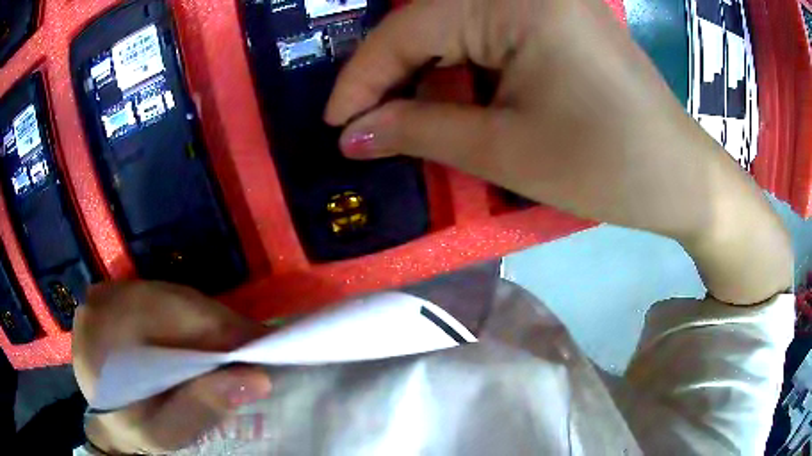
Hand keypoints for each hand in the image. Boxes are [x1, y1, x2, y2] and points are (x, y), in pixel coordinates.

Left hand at [73, 282, 271, 453]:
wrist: (108, 419)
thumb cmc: (135, 429)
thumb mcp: (165, 433)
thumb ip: (201, 408)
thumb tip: (256, 378)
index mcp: (100, 338)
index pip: (161, 315)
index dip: (214, 326)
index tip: (259, 346)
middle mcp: (101, 303)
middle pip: (170, 299)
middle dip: (218, 322)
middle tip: (256, 348)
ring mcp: (109, 293)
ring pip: (171, 294)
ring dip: (209, 318)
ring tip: (239, 344)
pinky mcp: (120, 294)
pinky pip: (165, 296)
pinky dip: (193, 316)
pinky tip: (209, 338)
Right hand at [326, 0, 791, 303]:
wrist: (680, 177)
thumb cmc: (607, 167)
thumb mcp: (506, 151)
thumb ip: (419, 131)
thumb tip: (351, 134)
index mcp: (514, 1)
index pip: (408, 29)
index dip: (361, 77)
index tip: (333, 123)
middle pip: (431, 22)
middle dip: (391, 75)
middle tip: (363, 124)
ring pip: (459, 27)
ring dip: (427, 72)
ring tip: (402, 118)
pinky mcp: (560, 18)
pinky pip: (492, 32)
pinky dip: (465, 67)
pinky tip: (455, 98)